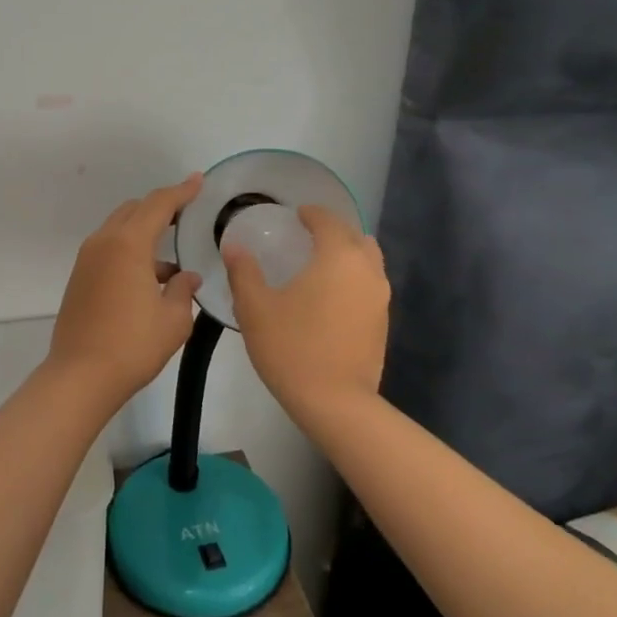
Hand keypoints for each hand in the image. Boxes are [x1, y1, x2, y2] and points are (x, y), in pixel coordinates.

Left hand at [47, 175, 205, 407]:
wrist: (80, 376)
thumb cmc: (132, 345)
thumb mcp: (173, 320)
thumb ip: (183, 290)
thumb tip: (187, 277)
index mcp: (128, 244)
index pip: (159, 204)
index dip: (181, 191)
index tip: (199, 181)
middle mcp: (104, 243)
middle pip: (135, 210)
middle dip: (161, 208)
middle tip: (187, 215)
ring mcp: (87, 260)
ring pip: (119, 229)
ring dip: (145, 232)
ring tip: (173, 258)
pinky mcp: (80, 278)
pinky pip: (110, 249)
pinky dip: (131, 250)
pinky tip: (151, 279)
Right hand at [222, 205, 388, 422]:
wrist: (335, 402)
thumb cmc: (291, 347)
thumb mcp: (255, 308)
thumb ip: (244, 272)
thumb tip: (234, 246)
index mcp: (337, 257)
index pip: (328, 221)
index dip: (311, 214)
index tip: (296, 214)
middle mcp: (366, 270)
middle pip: (354, 236)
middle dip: (333, 230)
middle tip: (307, 236)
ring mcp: (380, 297)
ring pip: (368, 261)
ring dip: (347, 254)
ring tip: (320, 264)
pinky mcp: (382, 322)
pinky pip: (369, 285)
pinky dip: (353, 278)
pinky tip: (331, 296)